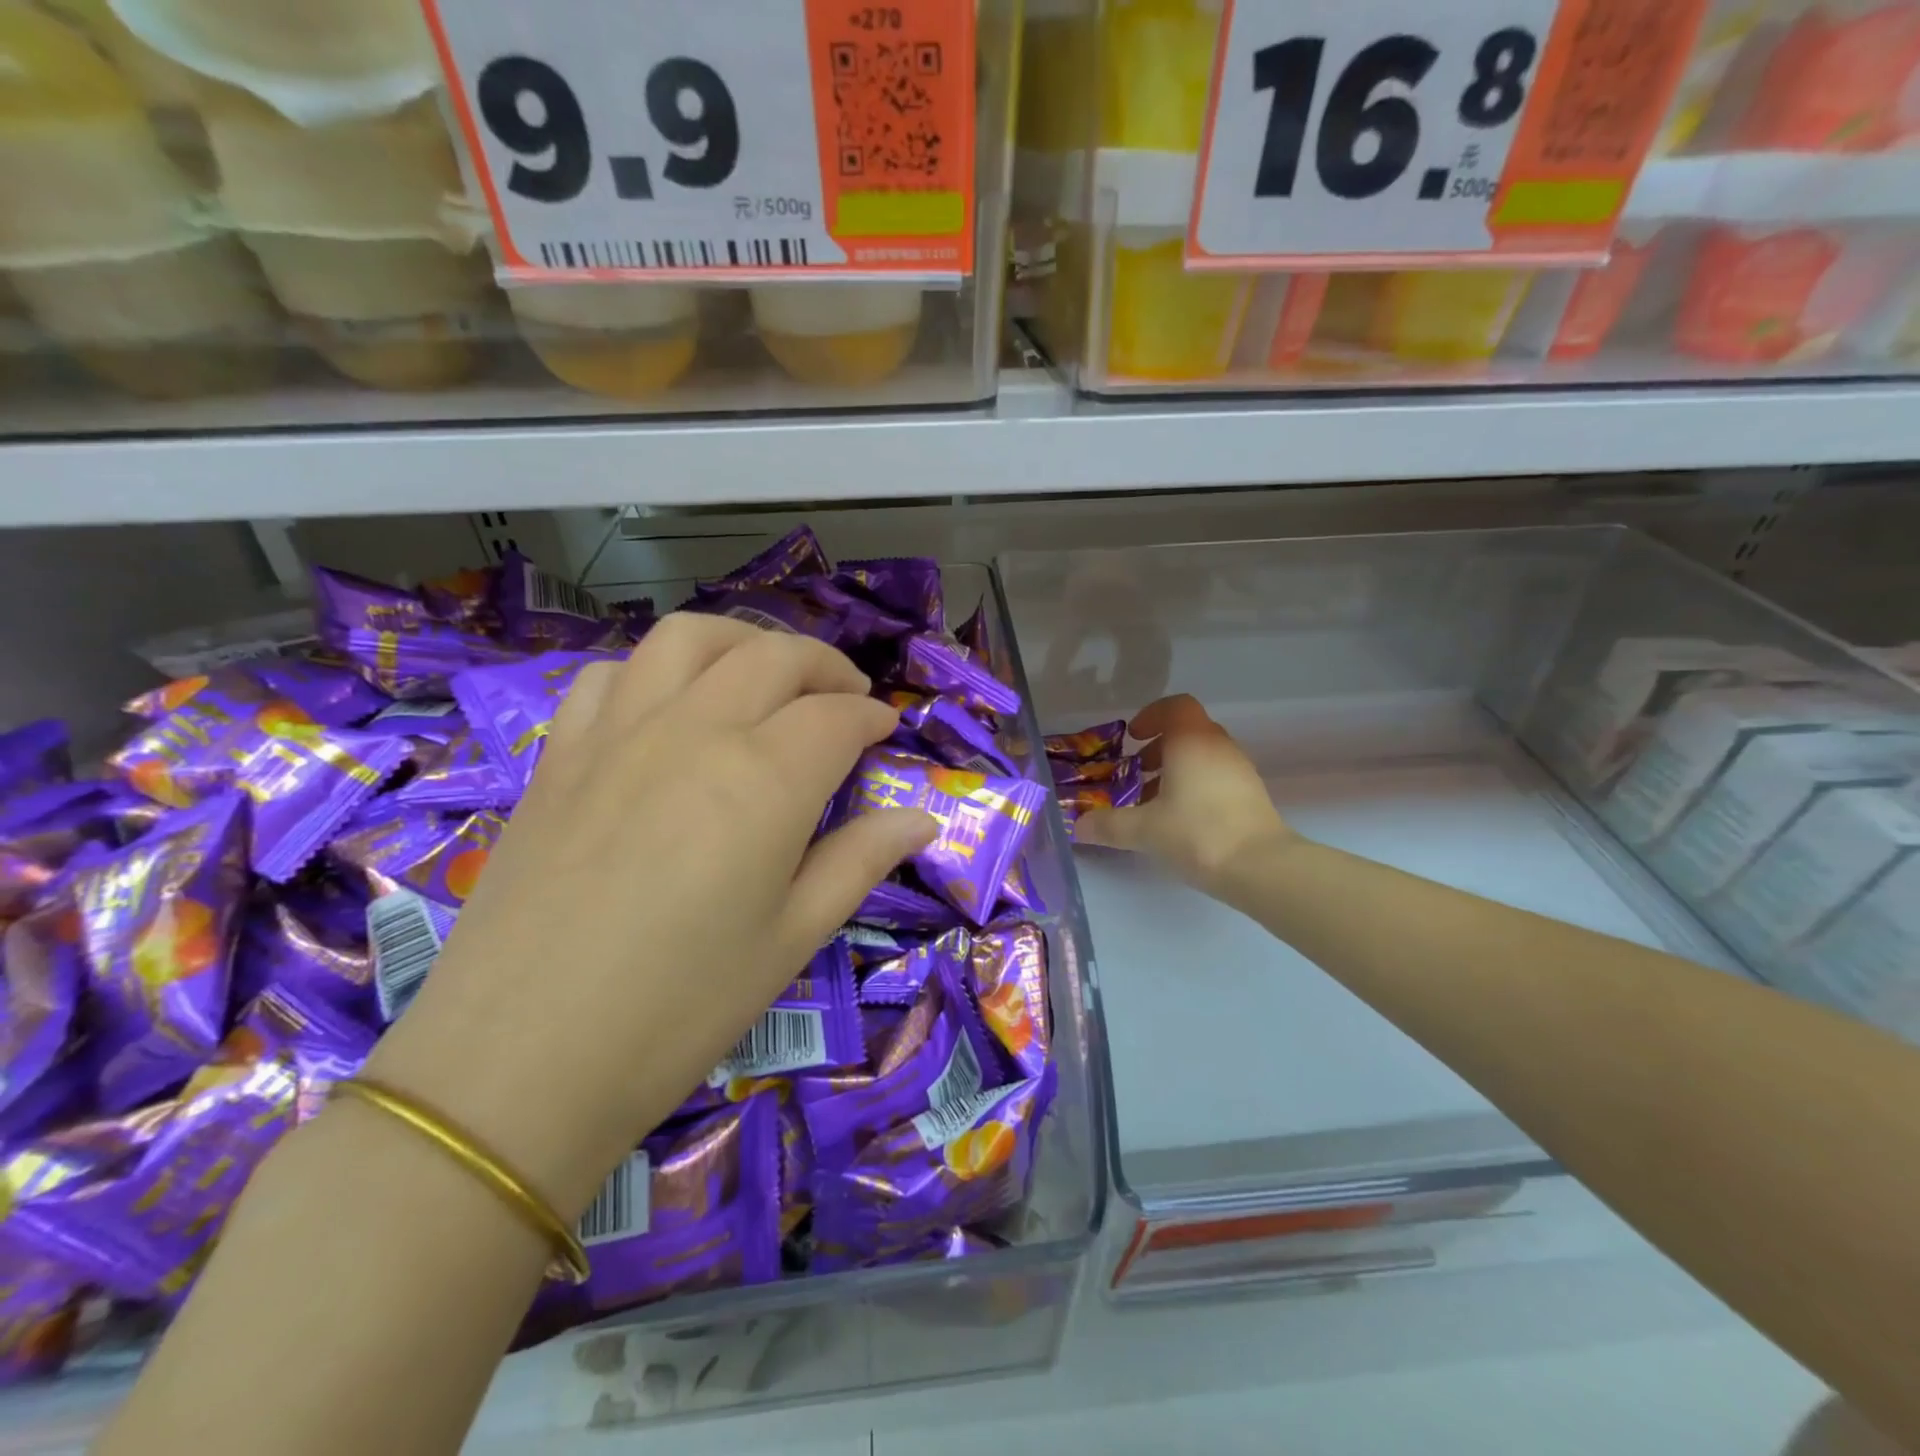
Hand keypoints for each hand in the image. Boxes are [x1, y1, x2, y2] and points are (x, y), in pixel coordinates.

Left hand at [363, 616, 937, 1218]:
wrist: (520, 1060)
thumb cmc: (682, 1008)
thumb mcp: (793, 938)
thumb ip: (861, 861)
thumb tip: (920, 820)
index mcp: (765, 778)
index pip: (836, 717)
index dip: (872, 717)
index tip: (887, 732)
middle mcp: (695, 730)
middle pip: (774, 658)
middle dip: (825, 666)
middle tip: (846, 697)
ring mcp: (618, 733)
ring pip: (690, 639)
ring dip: (743, 642)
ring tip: (766, 673)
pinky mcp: (562, 754)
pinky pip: (613, 675)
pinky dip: (657, 670)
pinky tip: (671, 705)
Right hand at [1074, 695, 1295, 895]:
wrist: (1261, 867)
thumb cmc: (1197, 833)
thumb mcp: (1144, 830)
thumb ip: (1108, 825)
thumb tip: (1078, 825)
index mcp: (1192, 741)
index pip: (1176, 706)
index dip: (1152, 715)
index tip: (1132, 738)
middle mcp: (1219, 747)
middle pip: (1188, 731)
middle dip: (1158, 748)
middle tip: (1136, 772)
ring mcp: (1240, 770)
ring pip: (1203, 756)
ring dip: (1176, 769)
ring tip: (1154, 801)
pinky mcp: (1251, 795)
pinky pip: (1217, 776)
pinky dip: (1196, 786)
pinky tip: (1181, 820)